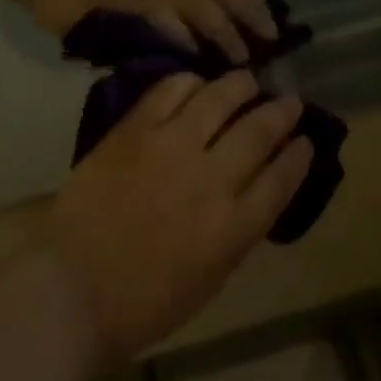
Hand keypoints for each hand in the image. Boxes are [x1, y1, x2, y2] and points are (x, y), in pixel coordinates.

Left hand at [38, 74, 313, 364]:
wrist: (72, 287)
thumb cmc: (141, 300)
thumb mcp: (206, 280)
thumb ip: (234, 232)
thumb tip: (252, 192)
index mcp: (230, 230)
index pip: (280, 181)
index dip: (298, 157)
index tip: (307, 139)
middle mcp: (209, 180)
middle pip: (258, 133)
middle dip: (281, 113)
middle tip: (291, 100)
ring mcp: (172, 145)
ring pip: (220, 97)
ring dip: (241, 85)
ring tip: (249, 79)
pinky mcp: (138, 126)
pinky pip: (173, 88)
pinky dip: (191, 81)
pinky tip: (198, 82)